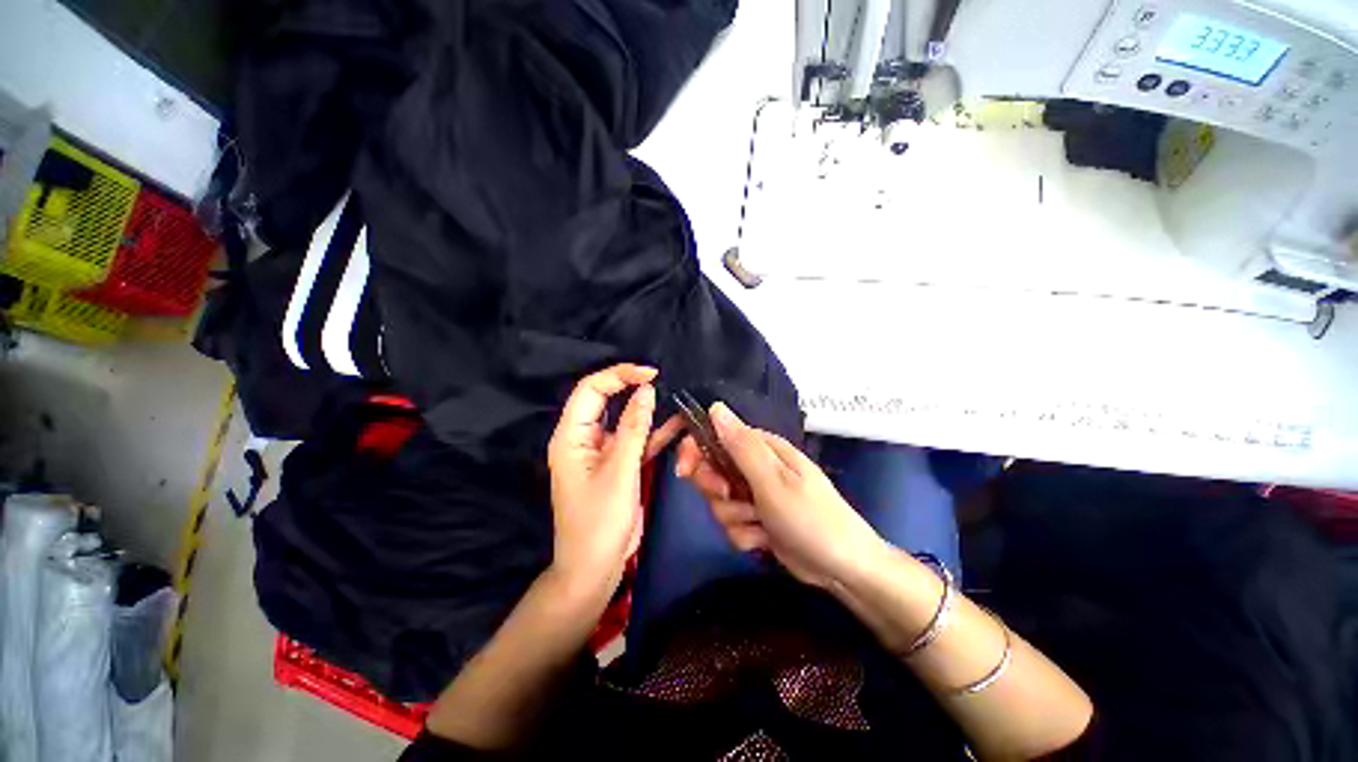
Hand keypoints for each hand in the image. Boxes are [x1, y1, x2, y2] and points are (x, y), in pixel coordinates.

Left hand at [547, 364, 682, 596]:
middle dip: (631, 387)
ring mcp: (602, 451)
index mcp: (571, 436)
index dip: (619, 375)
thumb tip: (646, 390)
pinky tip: (676, 426)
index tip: (650, 374)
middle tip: (661, 379)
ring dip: (647, 411)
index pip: (591, 390)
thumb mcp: (620, 472)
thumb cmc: (600, 522)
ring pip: (624, 419)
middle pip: (606, 400)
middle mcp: (583, 438)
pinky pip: (635, 440)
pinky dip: (653, 433)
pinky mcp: (617, 464)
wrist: (594, 569)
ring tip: (674, 398)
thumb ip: (635, 429)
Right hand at [676, 403, 882, 589]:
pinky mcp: (755, 520)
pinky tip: (765, 540)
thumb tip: (714, 407)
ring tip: (761, 523)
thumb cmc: (811, 518)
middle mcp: (754, 467)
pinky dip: (745, 535)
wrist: (844, 569)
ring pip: (718, 502)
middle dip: (715, 488)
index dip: (693, 448)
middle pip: (711, 470)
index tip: (682, 469)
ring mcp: (754, 495)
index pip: (715, 435)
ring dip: (735, 517)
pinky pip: (731, 524)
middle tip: (730, 496)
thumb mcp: (773, 480)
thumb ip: (741, 445)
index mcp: (760, 448)